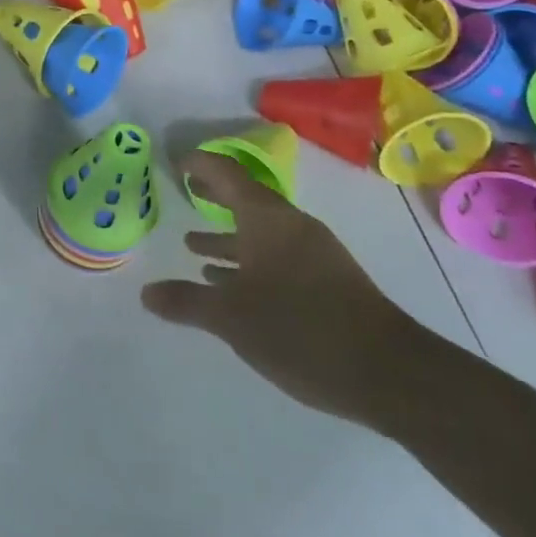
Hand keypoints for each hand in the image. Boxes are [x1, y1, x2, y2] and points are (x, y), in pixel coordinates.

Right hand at [142, 150, 430, 427]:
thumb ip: (187, 302)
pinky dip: (249, 261)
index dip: (201, 165)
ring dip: (229, 237)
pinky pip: (277, 256)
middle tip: (185, 192)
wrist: (389, 372)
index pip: (228, 175)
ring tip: (194, 245)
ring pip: (261, 233)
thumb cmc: (301, 329)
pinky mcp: (327, 281)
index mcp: (268, 220)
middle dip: (214, 197)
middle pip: (246, 200)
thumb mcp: (232, 318)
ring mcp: (313, 253)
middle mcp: (291, 227)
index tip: (177, 163)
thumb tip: (146, 292)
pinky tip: (231, 284)